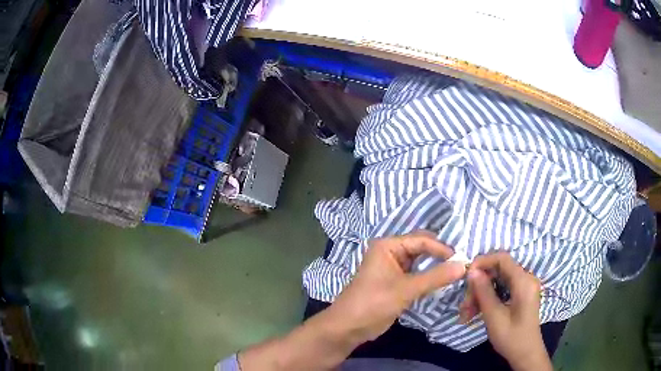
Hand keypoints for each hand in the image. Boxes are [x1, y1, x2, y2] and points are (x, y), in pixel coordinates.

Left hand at [329, 231, 466, 342]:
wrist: (349, 327)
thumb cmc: (373, 303)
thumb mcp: (406, 289)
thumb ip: (435, 276)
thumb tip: (464, 265)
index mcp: (388, 245)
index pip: (422, 240)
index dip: (443, 249)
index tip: (463, 260)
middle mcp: (391, 252)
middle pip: (422, 248)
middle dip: (441, 256)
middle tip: (462, 264)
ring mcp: (393, 267)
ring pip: (421, 262)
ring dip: (437, 267)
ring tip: (457, 272)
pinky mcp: (396, 282)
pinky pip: (417, 275)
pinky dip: (430, 278)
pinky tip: (444, 281)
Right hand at [460, 253, 551, 370]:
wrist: (526, 353)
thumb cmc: (512, 337)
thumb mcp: (495, 317)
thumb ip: (484, 292)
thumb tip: (472, 271)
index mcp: (524, 281)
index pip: (502, 259)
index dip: (483, 262)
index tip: (466, 276)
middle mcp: (526, 279)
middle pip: (498, 271)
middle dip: (479, 284)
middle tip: (464, 305)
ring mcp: (524, 286)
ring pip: (497, 281)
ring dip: (481, 293)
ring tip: (467, 313)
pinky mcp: (521, 294)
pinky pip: (502, 288)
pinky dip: (488, 297)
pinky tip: (476, 311)